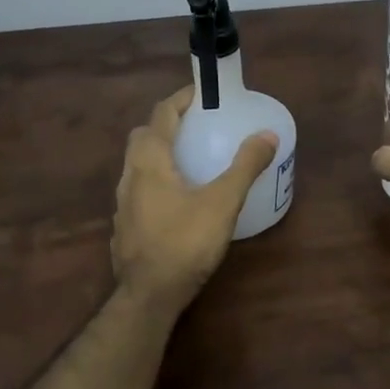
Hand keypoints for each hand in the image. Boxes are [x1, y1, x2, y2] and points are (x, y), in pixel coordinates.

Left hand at [112, 86, 279, 315]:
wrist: (149, 295)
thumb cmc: (185, 242)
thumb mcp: (223, 202)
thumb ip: (245, 166)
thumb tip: (267, 135)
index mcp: (150, 160)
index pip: (161, 114)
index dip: (180, 99)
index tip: (201, 92)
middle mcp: (129, 175)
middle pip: (143, 136)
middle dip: (166, 124)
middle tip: (196, 126)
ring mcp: (122, 203)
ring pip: (137, 165)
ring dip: (159, 154)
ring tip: (189, 161)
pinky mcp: (123, 227)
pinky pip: (138, 191)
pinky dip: (155, 182)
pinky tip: (176, 200)